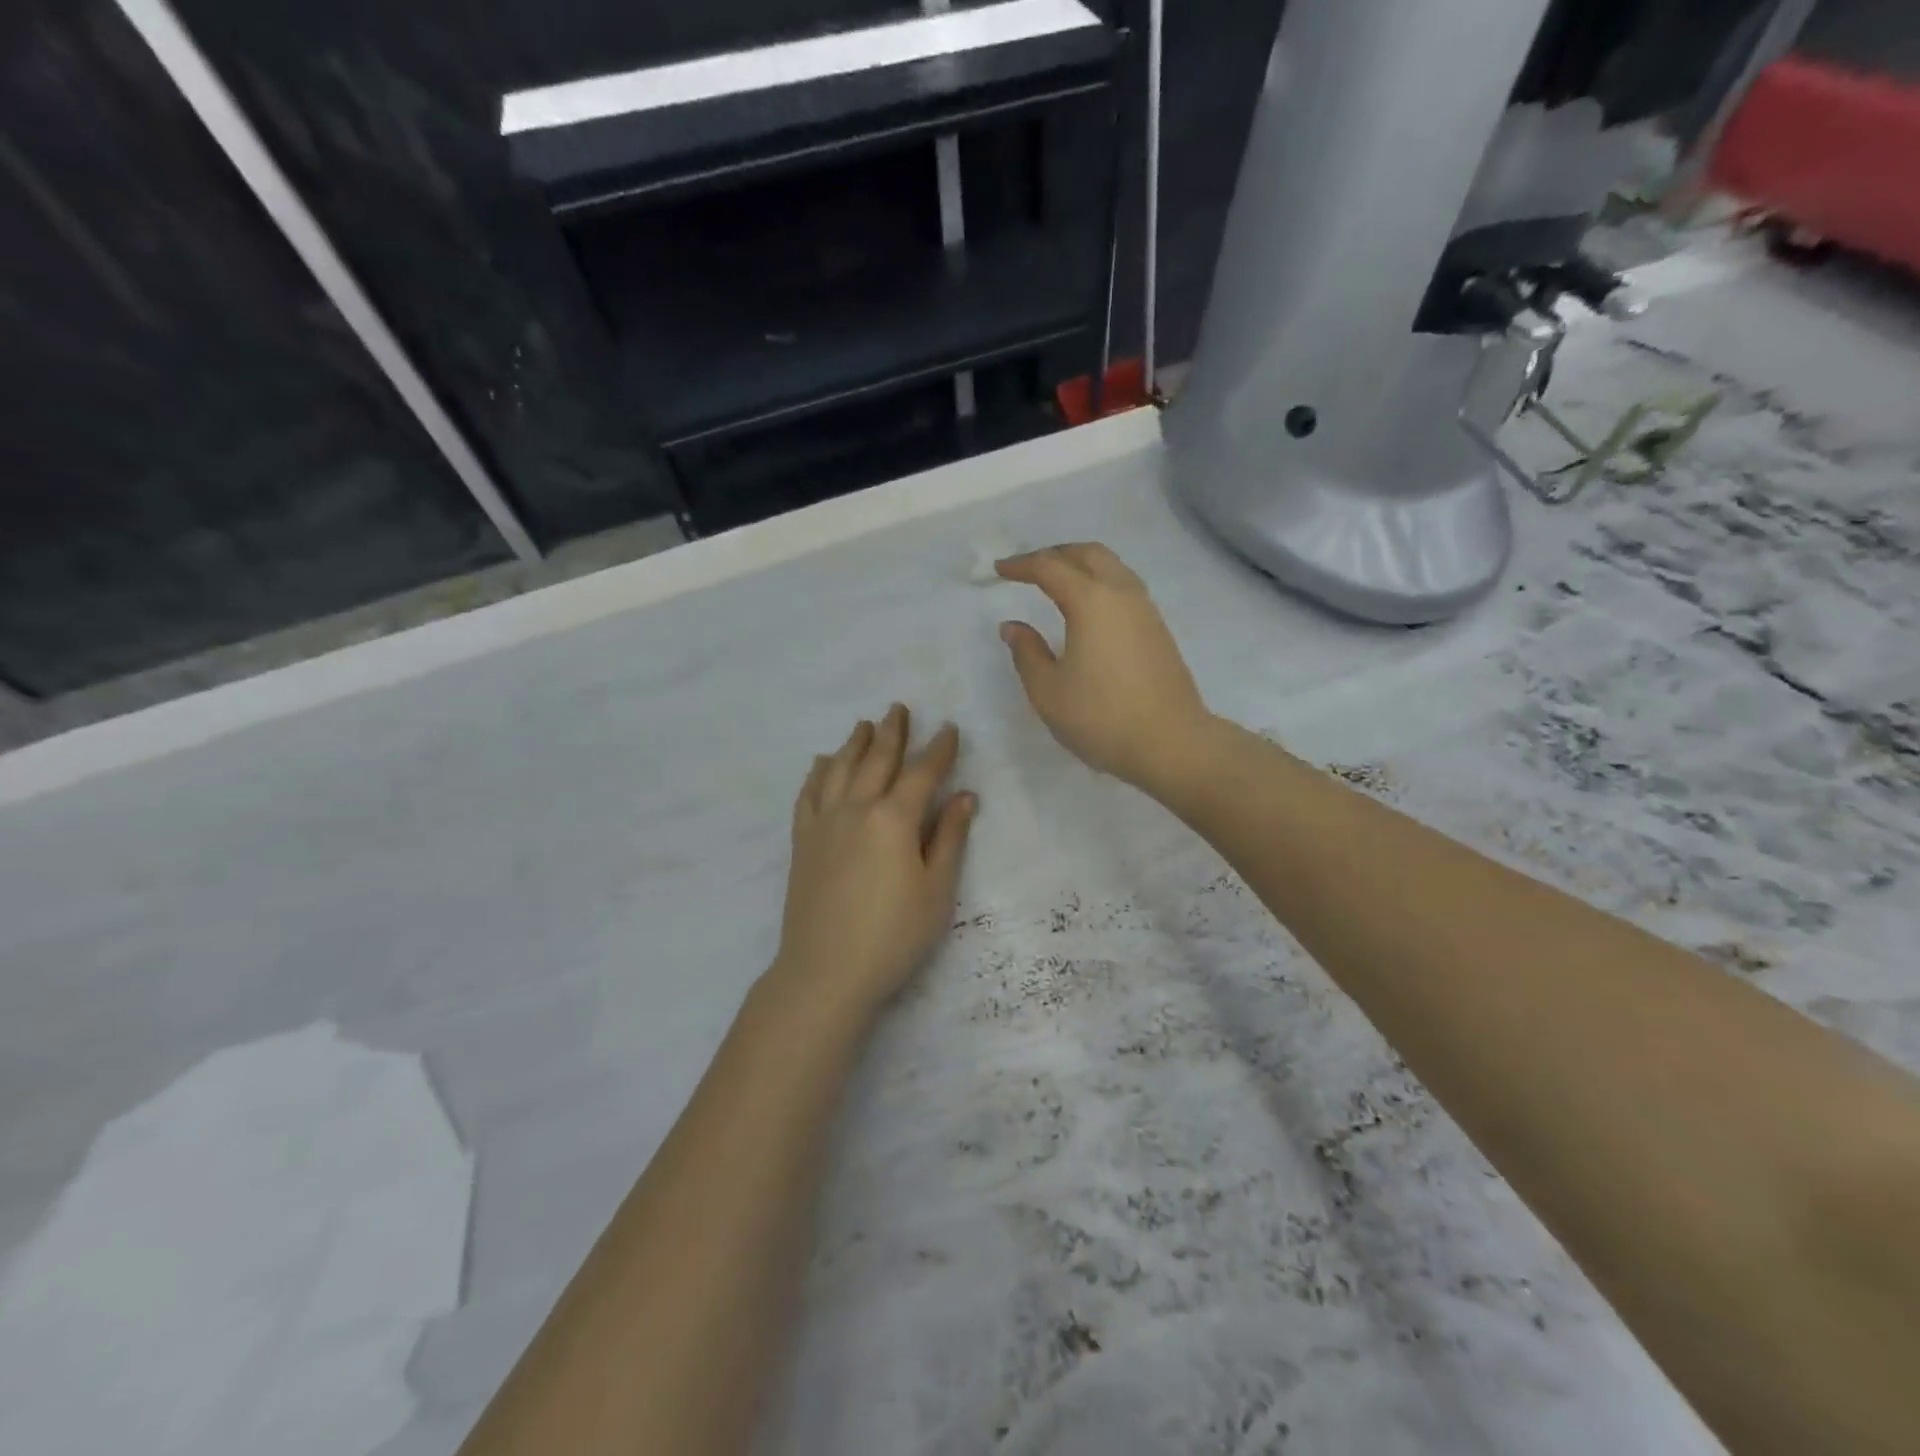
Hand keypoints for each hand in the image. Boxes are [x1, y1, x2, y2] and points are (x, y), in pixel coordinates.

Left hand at [772, 705, 976, 1020]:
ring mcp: (823, 822)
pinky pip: (809, 794)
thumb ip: (949, 838)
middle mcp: (856, 808)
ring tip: (864, 724)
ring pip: (840, 769)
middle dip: (892, 732)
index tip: (949, 728)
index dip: (939, 749)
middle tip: (899, 708)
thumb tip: (965, 796)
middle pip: (876, 759)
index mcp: (894, 819)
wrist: (825, 971)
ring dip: (854, 743)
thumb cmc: (893, 936)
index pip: (922, 772)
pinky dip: (818, 772)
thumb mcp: (936, 891)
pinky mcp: (802, 841)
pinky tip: (823, 763)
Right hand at [996, 543, 1212, 791]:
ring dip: (1082, 565)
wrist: (1170, 743)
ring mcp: (1146, 609)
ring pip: (1112, 567)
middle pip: (1088, 553)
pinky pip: (1125, 587)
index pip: (1050, 567)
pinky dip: (1100, 582)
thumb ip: (1027, 653)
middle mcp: (1122, 594)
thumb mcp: (1048, 691)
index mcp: (1091, 601)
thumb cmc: (1101, 717)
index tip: (999, 570)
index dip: (1021, 565)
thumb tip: (1012, 626)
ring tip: (1058, 582)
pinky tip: (1089, 608)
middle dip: (1055, 554)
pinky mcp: (1158, 629)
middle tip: (1029, 568)